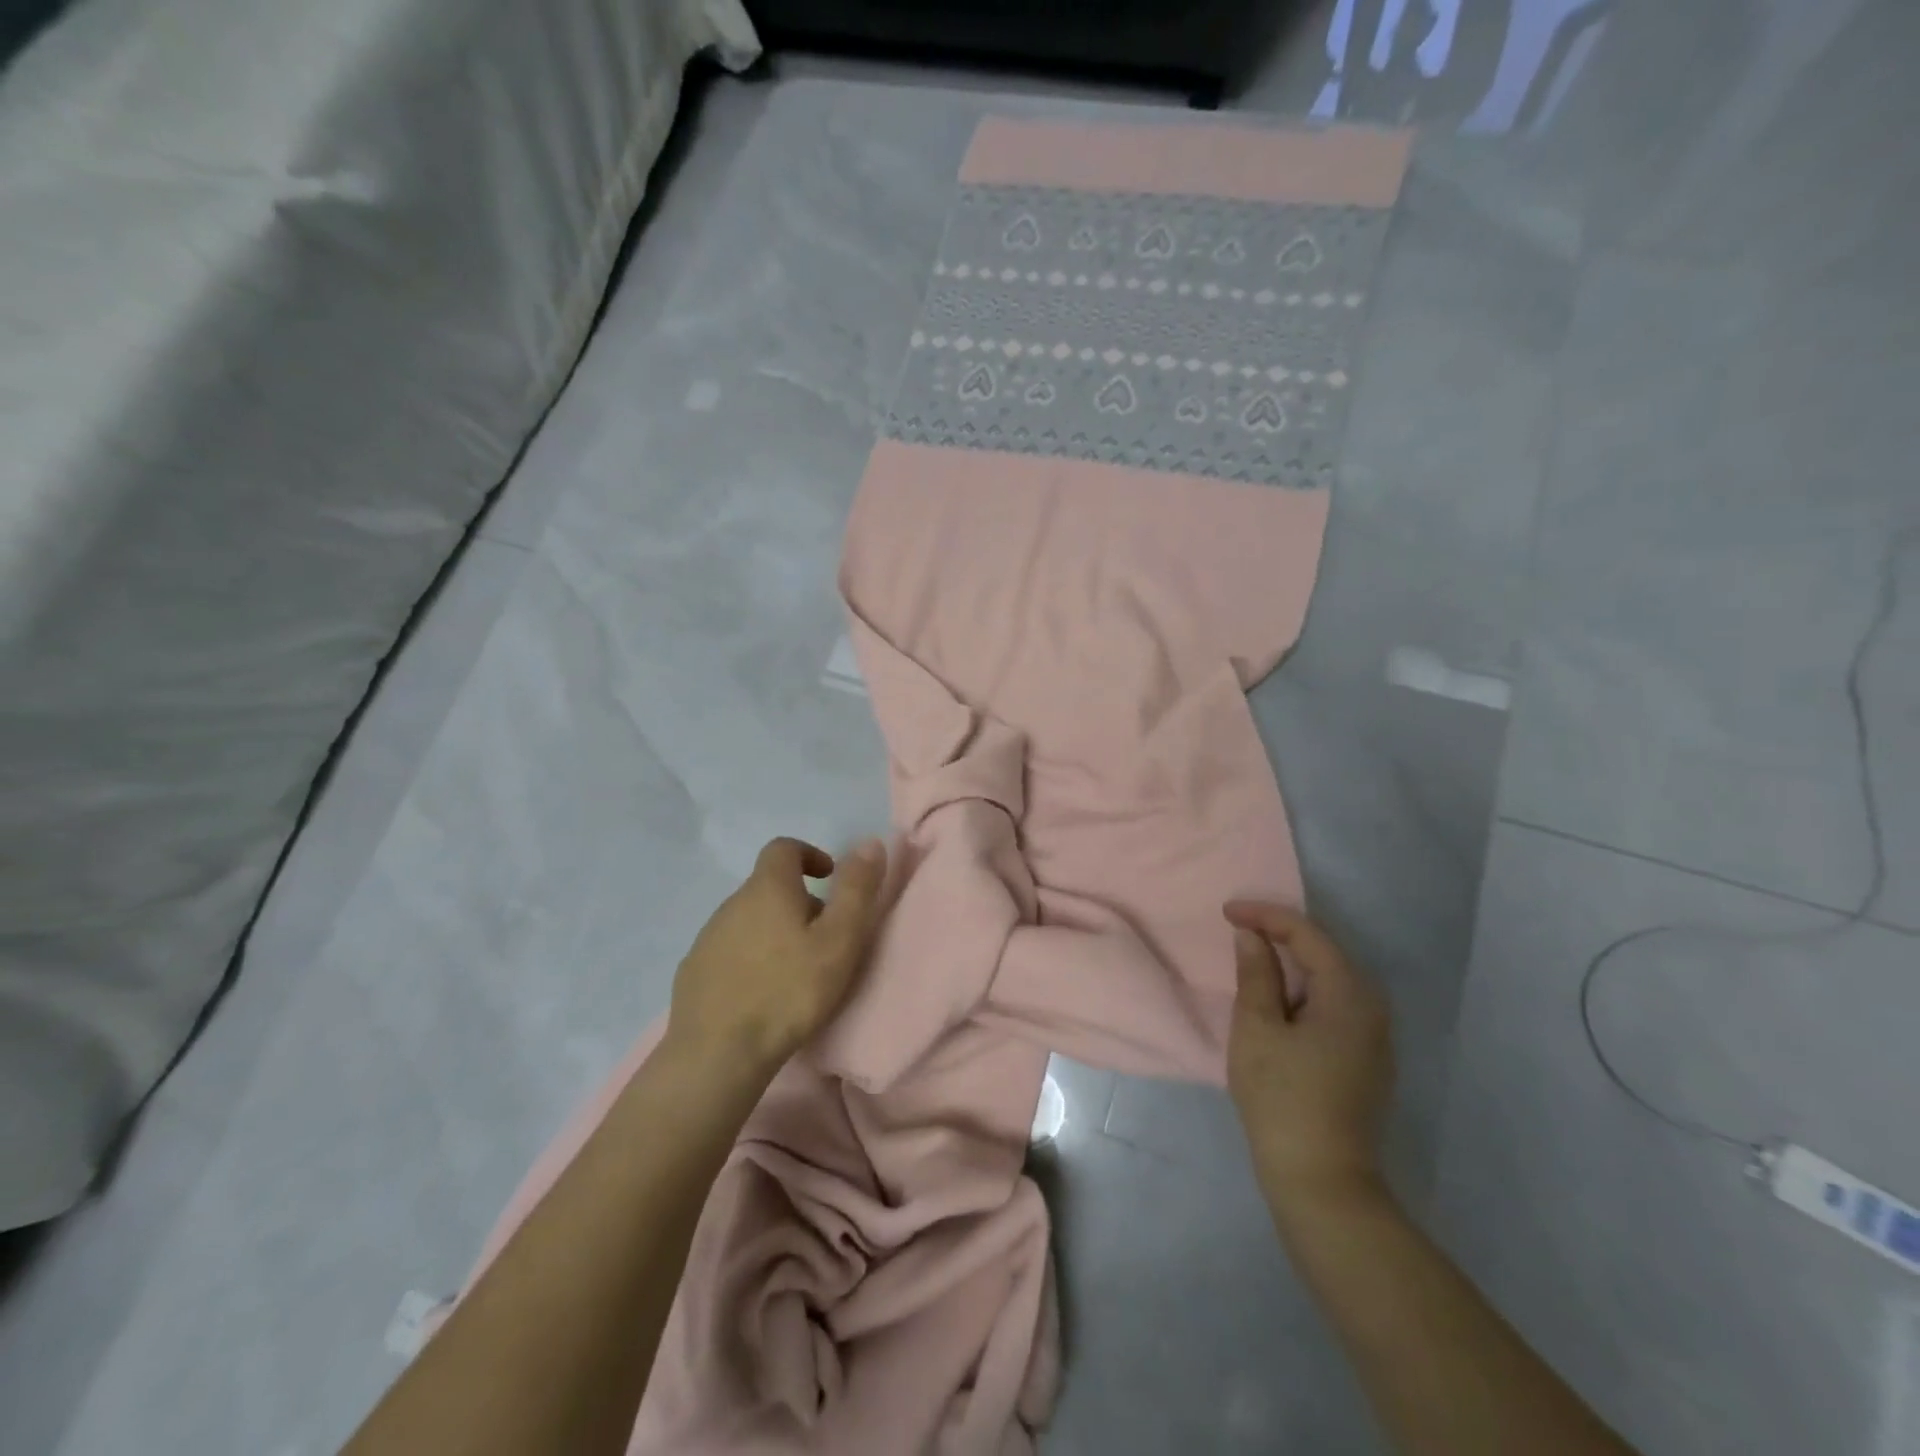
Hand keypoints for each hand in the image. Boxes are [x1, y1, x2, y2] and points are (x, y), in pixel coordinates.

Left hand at [668, 836, 888, 1074]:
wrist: (717, 1054)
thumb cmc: (789, 991)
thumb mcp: (838, 940)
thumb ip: (856, 890)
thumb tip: (870, 842)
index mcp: (767, 888)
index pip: (783, 848)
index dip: (809, 855)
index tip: (829, 878)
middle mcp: (731, 903)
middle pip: (768, 886)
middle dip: (798, 901)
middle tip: (824, 937)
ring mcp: (707, 938)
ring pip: (748, 920)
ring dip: (773, 931)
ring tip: (795, 969)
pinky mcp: (693, 972)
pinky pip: (728, 951)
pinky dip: (750, 958)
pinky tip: (761, 993)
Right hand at [1223, 900, 1393, 1214]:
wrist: (1322, 1180)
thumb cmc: (1282, 1098)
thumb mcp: (1257, 1028)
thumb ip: (1256, 974)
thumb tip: (1252, 936)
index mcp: (1350, 994)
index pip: (1308, 934)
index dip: (1266, 915)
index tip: (1226, 912)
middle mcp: (1373, 1007)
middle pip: (1326, 951)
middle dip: (1281, 933)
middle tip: (1238, 928)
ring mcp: (1375, 1036)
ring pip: (1332, 978)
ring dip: (1293, 961)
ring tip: (1253, 955)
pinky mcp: (1367, 1059)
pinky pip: (1335, 1003)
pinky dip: (1304, 988)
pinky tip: (1279, 997)